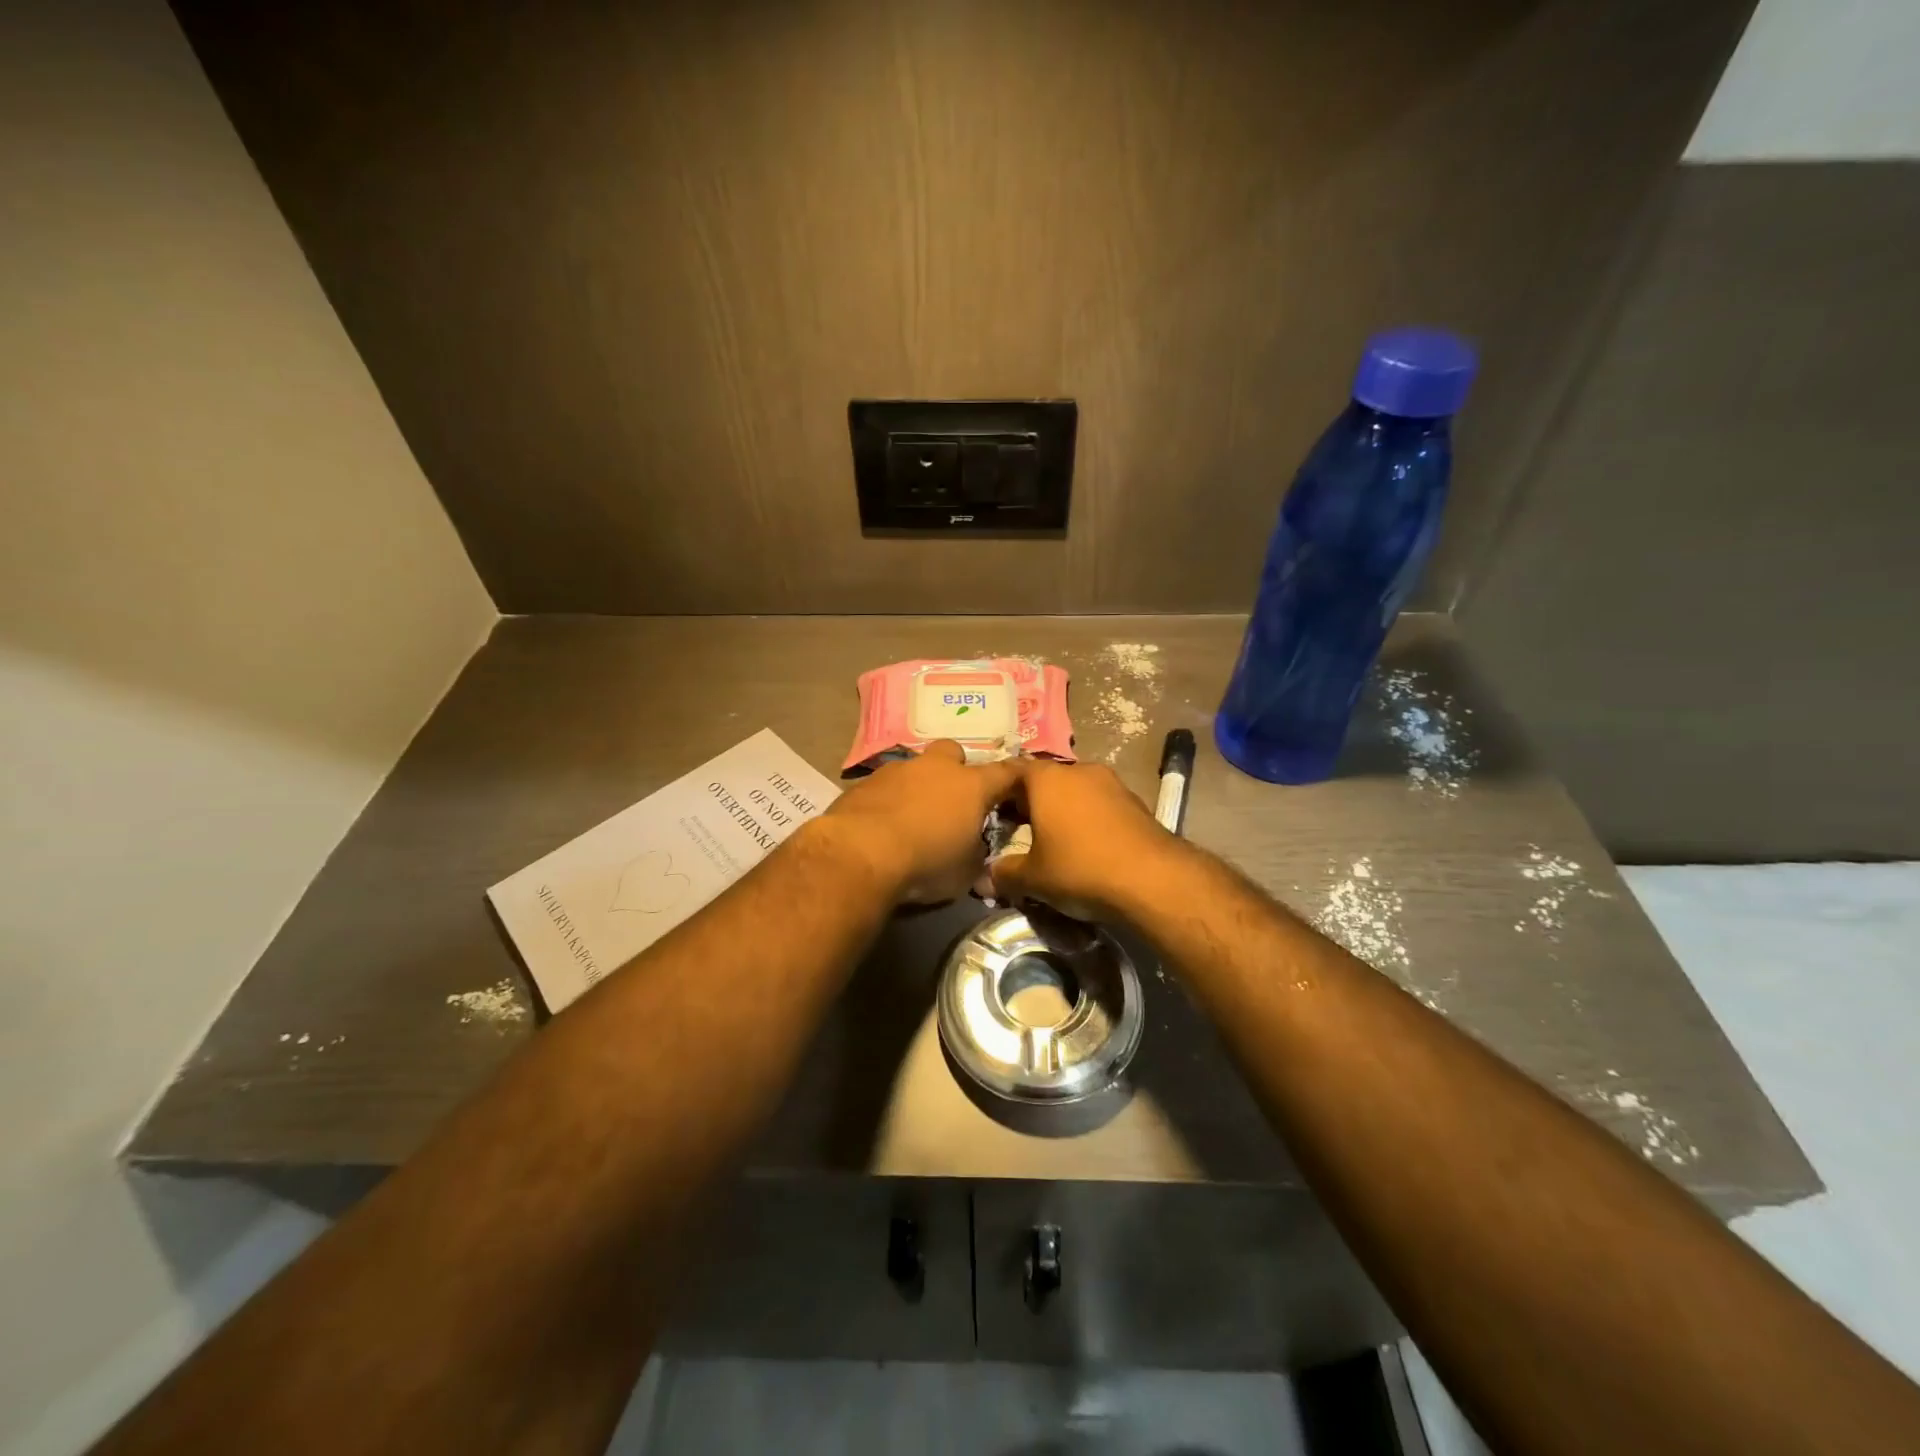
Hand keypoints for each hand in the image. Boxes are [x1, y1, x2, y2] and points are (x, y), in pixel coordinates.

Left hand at [817, 741, 1024, 903]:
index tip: (1019, 784)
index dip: (1014, 778)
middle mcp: (936, 768)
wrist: (861, 854)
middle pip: (953, 753)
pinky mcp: (864, 782)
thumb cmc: (926, 863)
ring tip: (911, 817)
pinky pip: (884, 785)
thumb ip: (975, 854)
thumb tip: (974, 851)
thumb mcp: (965, 872)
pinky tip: (881, 824)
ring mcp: (897, 770)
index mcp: (971, 786)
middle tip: (952, 799)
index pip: (1005, 773)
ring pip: (915, 768)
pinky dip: (888, 799)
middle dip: (955, 770)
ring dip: (917, 786)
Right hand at [989, 759, 1181, 921]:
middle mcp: (1078, 770)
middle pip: (1044, 780)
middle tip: (1017, 829)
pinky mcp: (1134, 800)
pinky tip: (1086, 845)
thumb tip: (985, 877)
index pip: (1012, 770)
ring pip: (1074, 791)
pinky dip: (1087, 818)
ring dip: (1061, 809)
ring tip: (1053, 839)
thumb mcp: (1033, 878)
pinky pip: (1098, 803)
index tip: (989, 813)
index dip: (997, 791)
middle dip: (1029, 802)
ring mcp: (1110, 782)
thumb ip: (1004, 873)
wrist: (1153, 879)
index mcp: (1046, 778)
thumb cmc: (1080, 868)